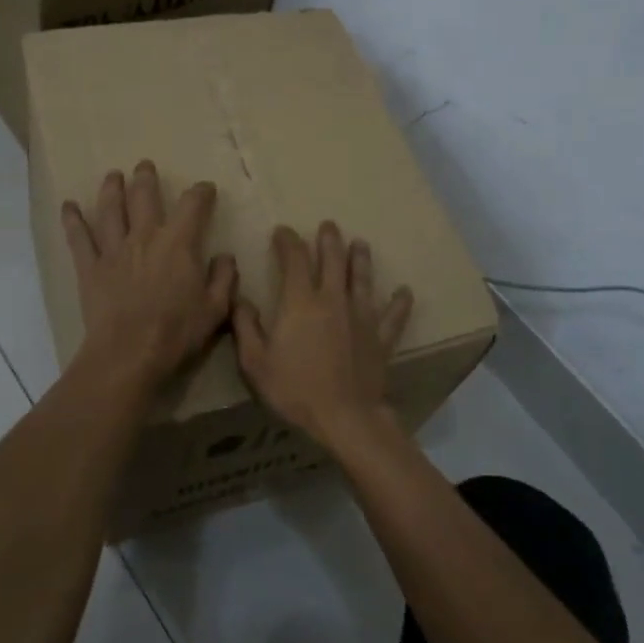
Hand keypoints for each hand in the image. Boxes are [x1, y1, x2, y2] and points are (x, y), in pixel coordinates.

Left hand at [63, 162, 237, 388]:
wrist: (128, 355)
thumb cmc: (176, 333)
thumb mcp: (215, 309)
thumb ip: (224, 278)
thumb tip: (225, 256)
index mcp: (178, 243)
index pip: (192, 205)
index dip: (200, 192)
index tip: (205, 188)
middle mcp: (144, 237)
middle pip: (144, 197)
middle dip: (146, 178)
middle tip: (145, 166)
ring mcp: (113, 250)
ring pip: (110, 209)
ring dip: (111, 189)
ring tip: (112, 176)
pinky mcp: (89, 267)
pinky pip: (78, 238)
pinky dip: (72, 220)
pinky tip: (68, 206)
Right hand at [233, 222, 413, 444]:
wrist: (344, 416)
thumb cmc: (295, 389)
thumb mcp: (255, 362)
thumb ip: (245, 326)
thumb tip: (238, 297)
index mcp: (300, 302)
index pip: (294, 259)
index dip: (287, 241)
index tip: (282, 232)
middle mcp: (333, 299)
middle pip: (333, 259)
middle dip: (329, 239)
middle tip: (328, 226)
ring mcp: (362, 317)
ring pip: (363, 279)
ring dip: (360, 259)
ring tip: (360, 243)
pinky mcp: (381, 337)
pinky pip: (393, 316)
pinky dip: (399, 303)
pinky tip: (404, 292)